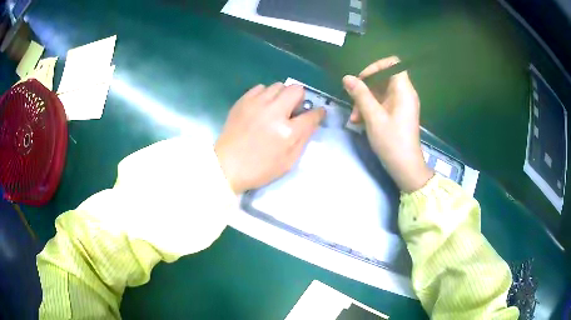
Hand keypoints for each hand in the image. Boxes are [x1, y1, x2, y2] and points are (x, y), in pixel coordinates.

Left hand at [215, 83, 325, 193]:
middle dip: (299, 98)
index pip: (311, 114)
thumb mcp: (288, 161)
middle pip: (296, 90)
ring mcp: (256, 104)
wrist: (227, 166)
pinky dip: (265, 95)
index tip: (318, 113)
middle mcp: (274, 112)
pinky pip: (260, 87)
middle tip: (293, 110)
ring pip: (278, 85)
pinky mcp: (243, 101)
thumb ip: (304, 139)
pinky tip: (261, 107)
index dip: (318, 113)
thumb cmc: (260, 168)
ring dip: (282, 95)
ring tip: (275, 108)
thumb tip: (312, 121)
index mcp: (287, 132)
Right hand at [343, 56, 432, 191]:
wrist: (406, 167)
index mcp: (404, 90)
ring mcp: (401, 104)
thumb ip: (360, 95)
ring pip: (380, 91)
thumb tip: (347, 78)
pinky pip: (382, 102)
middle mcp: (404, 93)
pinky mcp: (398, 113)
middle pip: (383, 77)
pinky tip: (360, 121)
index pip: (392, 63)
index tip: (362, 79)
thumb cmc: (392, 142)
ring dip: (365, 100)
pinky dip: (370, 108)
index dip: (376, 67)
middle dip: (366, 87)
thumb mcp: (373, 117)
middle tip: (353, 101)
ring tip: (355, 117)